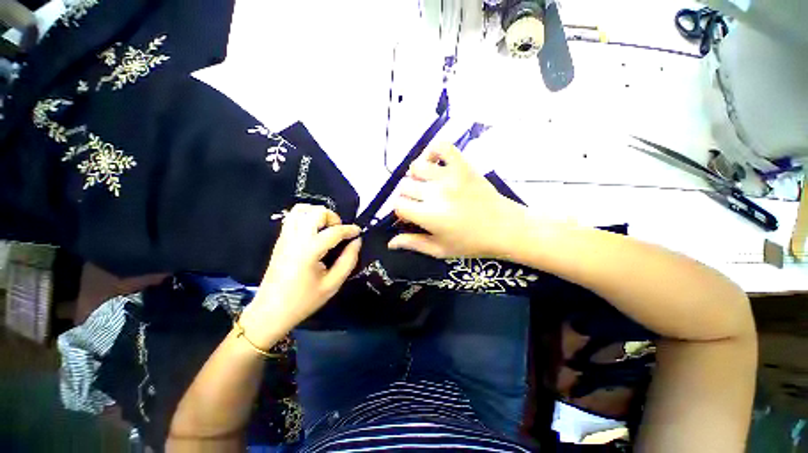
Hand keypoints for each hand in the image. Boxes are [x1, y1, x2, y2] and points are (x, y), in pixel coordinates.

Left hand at [247, 204, 360, 335]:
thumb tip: (357, 241)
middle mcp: (295, 239)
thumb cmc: (304, 301)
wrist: (270, 312)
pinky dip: (307, 216)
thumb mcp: (332, 284)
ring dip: (318, 214)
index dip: (350, 229)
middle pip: (316, 212)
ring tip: (326, 228)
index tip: (359, 232)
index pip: (334, 231)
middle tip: (339, 232)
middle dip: (333, 218)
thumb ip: (348, 260)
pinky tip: (315, 231)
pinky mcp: (280, 240)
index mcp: (309, 251)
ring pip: (302, 209)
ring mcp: (285, 237)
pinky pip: (293, 217)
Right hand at [390, 143, 521, 258]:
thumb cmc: (471, 244)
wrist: (505, 228)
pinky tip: (434, 164)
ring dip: (416, 177)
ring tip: (426, 185)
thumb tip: (390, 243)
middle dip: (407, 196)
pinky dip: (433, 151)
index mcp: (429, 216)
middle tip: (420, 203)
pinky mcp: (463, 165)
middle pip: (404, 186)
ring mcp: (449, 176)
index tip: (410, 215)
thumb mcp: (440, 250)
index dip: (401, 211)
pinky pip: (442, 146)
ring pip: (416, 167)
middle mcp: (435, 193)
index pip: (398, 205)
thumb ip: (413, 244)